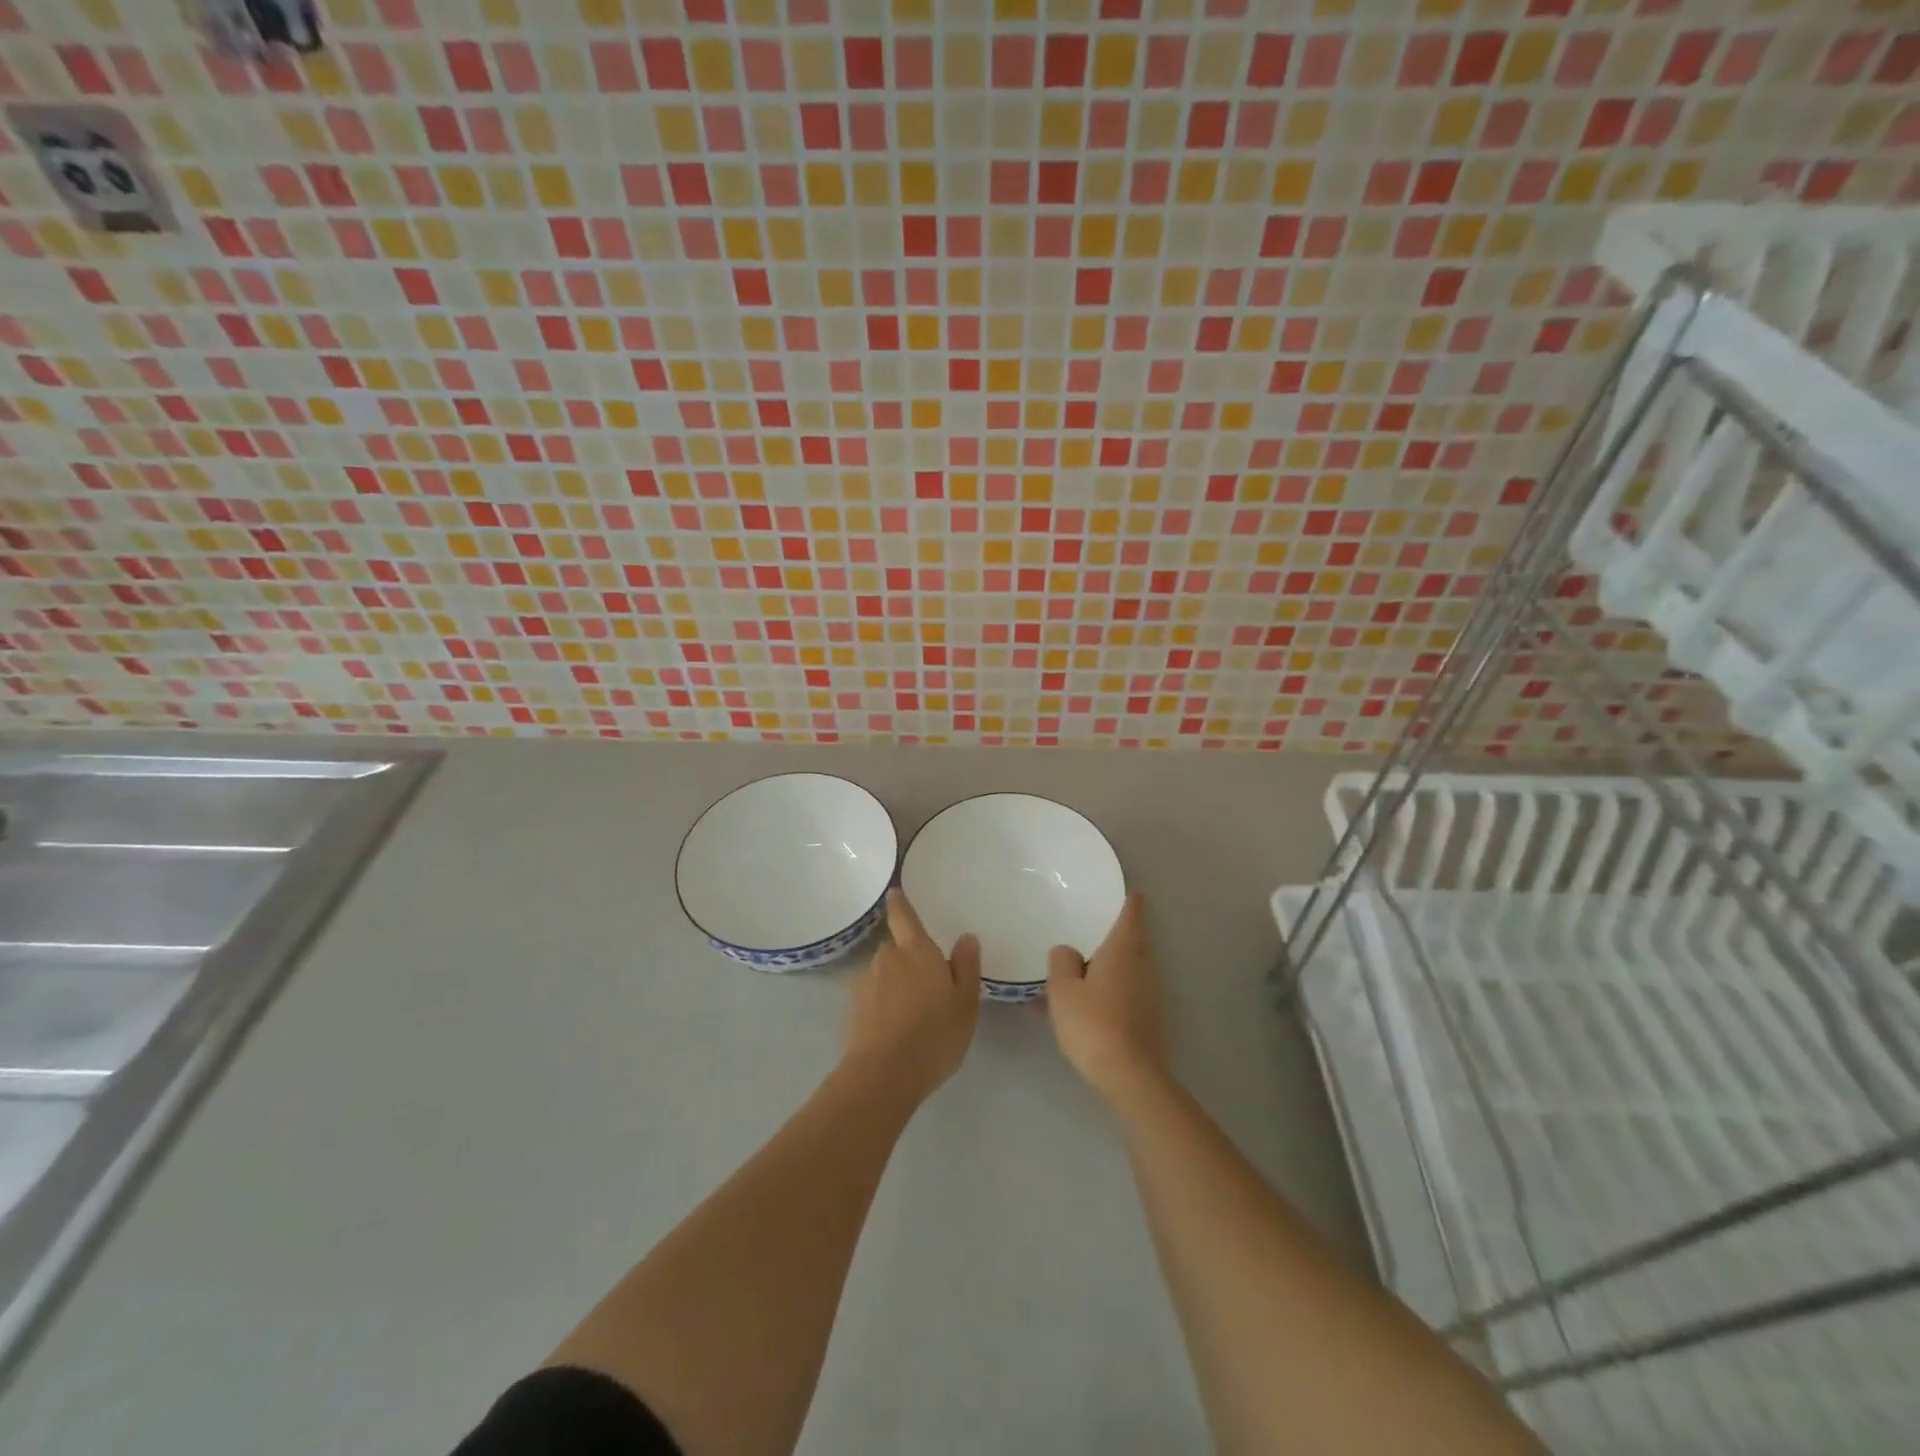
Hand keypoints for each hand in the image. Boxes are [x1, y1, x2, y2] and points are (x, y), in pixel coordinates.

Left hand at [844, 889, 980, 1099]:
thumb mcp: (965, 1003)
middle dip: (908, 959)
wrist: (883, 1075)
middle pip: (896, 949)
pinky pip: (873, 998)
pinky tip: (895, 1030)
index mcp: (917, 951)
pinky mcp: (853, 1010)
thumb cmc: (934, 1035)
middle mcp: (888, 959)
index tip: (893, 892)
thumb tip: (966, 937)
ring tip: (913, 1014)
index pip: (905, 917)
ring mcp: (866, 984)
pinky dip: (882, 1006)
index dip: (899, 904)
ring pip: (884, 974)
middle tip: (927, 985)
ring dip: (895, 985)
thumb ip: (966, 967)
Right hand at [1045, 894, 1163, 1102]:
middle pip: (1130, 943)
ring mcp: (1148, 995)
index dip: (1130, 902)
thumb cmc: (1093, 1023)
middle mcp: (1141, 967)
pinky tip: (1077, 1012)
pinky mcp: (1146, 1020)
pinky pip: (1121, 995)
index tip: (1130, 892)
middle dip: (1111, 938)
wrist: (1129, 1076)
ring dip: (1102, 971)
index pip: (1131, 915)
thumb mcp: (1063, 989)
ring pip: (1123, 972)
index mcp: (1123, 951)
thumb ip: (1062, 962)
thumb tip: (1067, 951)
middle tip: (1088, 932)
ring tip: (1069, 980)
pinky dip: (1103, 995)